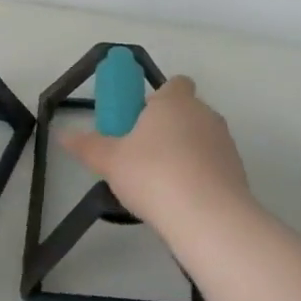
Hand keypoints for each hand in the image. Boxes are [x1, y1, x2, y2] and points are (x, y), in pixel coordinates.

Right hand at [57, 75, 252, 237]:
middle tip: (142, 154)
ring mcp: (225, 142)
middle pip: (187, 111)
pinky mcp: (238, 171)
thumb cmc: (153, 174)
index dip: (159, 98)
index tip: (141, 119)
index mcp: (174, 101)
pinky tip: (182, 200)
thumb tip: (63, 135)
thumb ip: (87, 146)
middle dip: (168, 128)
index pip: (175, 83)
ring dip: (186, 152)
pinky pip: (213, 165)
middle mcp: (204, 114)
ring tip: (162, 183)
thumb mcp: (110, 161)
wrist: (208, 216)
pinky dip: (201, 176)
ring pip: (202, 139)